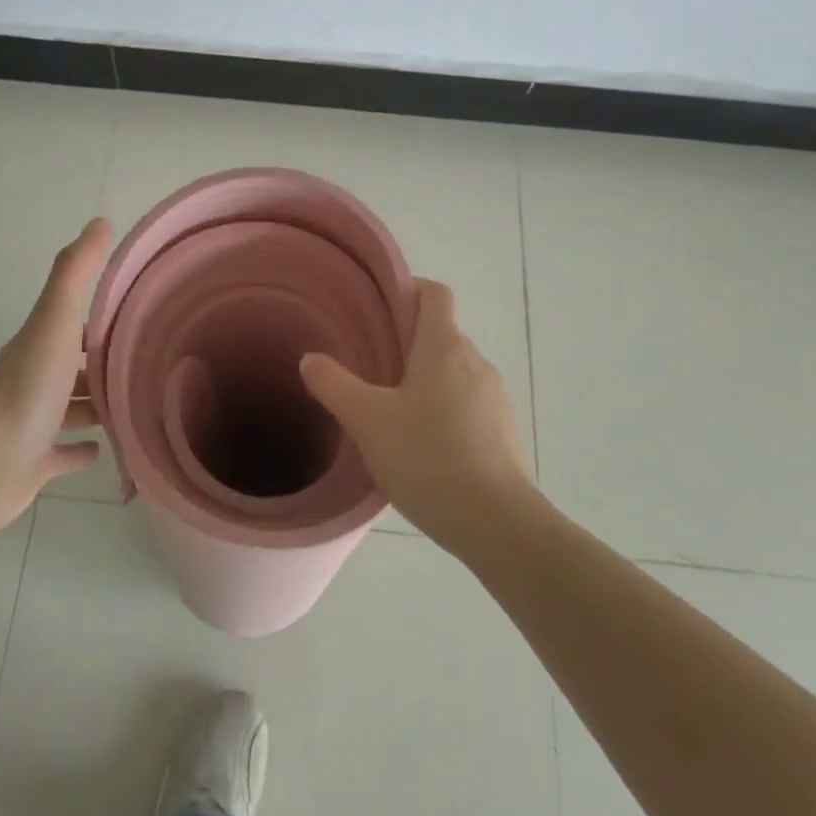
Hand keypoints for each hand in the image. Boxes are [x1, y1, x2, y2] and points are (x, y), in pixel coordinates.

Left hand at [0, 218, 111, 530]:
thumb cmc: (27, 390)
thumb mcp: (54, 322)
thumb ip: (75, 274)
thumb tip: (98, 221)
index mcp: (37, 347)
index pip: (71, 325)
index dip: (99, 320)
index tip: (135, 318)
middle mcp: (32, 382)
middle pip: (72, 367)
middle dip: (101, 364)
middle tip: (143, 365)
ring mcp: (31, 425)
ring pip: (69, 409)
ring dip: (94, 405)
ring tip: (131, 403)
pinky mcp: (33, 464)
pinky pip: (61, 453)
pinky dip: (80, 450)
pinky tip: (103, 450)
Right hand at [299, 278, 534, 549]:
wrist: (497, 524)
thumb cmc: (428, 458)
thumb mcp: (368, 420)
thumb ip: (334, 384)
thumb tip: (310, 358)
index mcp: (445, 348)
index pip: (435, 293)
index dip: (409, 291)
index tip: (379, 310)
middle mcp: (476, 363)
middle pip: (442, 334)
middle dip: (408, 343)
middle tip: (371, 367)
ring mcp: (496, 399)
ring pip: (455, 373)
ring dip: (427, 381)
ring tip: (393, 411)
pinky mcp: (505, 433)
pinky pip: (470, 406)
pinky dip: (446, 412)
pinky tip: (424, 446)